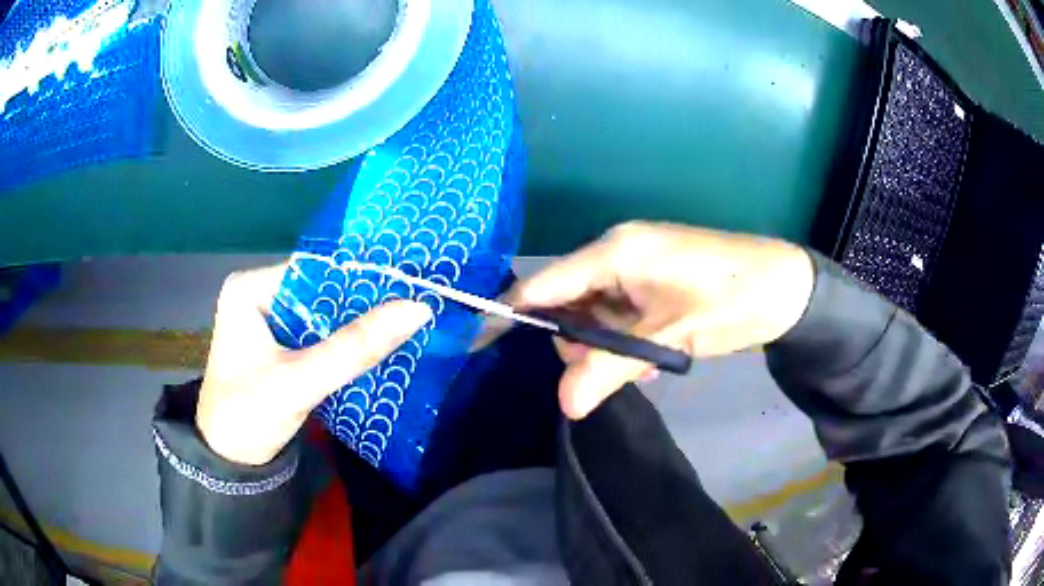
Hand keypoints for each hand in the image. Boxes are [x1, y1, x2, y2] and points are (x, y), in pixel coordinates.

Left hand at [196, 263, 432, 465]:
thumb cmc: (249, 417)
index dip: (361, 276)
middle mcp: (258, 295)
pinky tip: (379, 344)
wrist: (230, 465)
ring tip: (407, 319)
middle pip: (321, 290)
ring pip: (323, 314)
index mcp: (249, 289)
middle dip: (363, 302)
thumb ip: (355, 347)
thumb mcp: (300, 381)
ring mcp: (268, 321)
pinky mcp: (279, 346)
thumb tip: (418, 308)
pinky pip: (319, 334)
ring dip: (358, 323)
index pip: (315, 269)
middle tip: (415, 302)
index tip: (408, 283)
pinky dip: (345, 342)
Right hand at [498, 222, 814, 418]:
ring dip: (609, 346)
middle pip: (567, 303)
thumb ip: (612, 368)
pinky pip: (619, 313)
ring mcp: (635, 266)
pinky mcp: (651, 281)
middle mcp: (616, 252)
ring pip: (594, 313)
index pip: (543, 283)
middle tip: (609, 374)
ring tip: (647, 366)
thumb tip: (565, 406)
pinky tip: (655, 356)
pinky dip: (627, 339)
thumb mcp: (669, 338)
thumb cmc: (730, 301)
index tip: (480, 343)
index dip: (511, 313)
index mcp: (614, 251)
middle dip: (579, 344)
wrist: (785, 287)